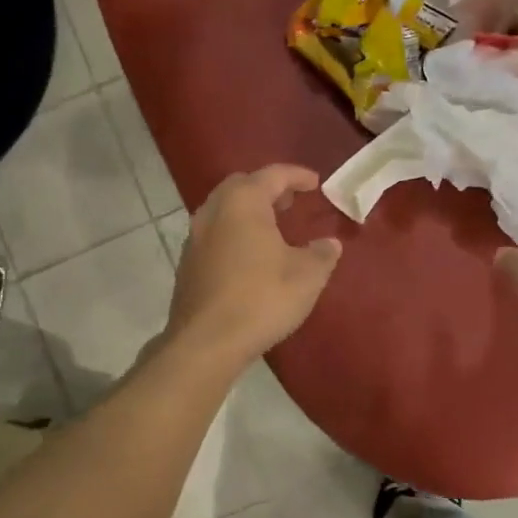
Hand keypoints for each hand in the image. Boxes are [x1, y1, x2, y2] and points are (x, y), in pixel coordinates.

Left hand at [165, 165, 342, 367]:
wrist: (206, 342)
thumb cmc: (261, 298)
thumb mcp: (306, 276)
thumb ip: (321, 254)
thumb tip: (329, 244)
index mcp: (243, 203)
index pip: (272, 175)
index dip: (297, 175)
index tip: (315, 182)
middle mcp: (213, 211)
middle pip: (241, 186)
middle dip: (267, 188)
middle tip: (290, 202)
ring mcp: (194, 238)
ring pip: (223, 210)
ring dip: (248, 211)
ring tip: (271, 227)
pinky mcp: (187, 264)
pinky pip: (214, 234)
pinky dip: (234, 233)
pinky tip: (249, 256)